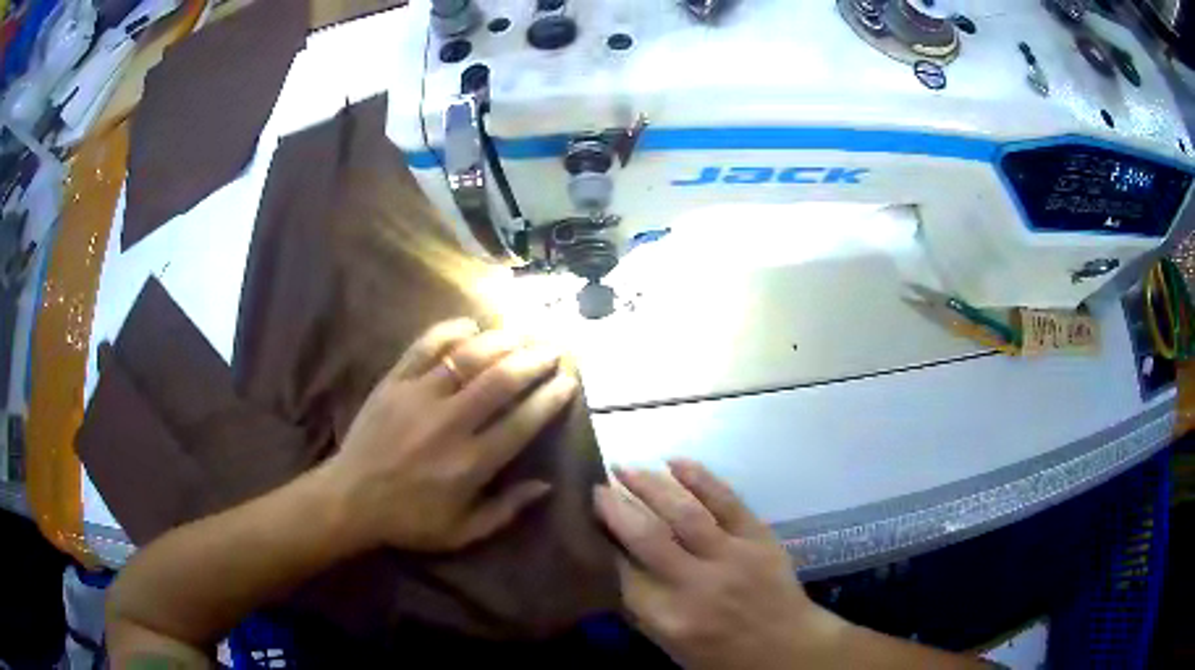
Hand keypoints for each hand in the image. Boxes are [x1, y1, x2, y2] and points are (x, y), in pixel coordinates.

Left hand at [322, 318, 578, 551]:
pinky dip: (450, 331)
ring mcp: (418, 397)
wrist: (351, 499)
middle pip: (500, 380)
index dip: (550, 399)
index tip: (568, 382)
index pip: (522, 423)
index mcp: (470, 463)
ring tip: (522, 333)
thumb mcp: (463, 532)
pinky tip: (471, 325)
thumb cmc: (410, 520)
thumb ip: (506, 510)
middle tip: (552, 350)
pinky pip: (424, 347)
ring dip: (501, 341)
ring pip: (467, 357)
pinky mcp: (393, 382)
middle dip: (533, 360)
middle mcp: (449, 424)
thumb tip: (546, 484)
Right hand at [594, 461, 847, 669]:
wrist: (787, 648)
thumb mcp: (670, 645)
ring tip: (626, 467)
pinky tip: (676, 462)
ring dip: (650, 485)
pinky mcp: (759, 538)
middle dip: (616, 508)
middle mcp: (696, 584)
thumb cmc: (722, 655)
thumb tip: (612, 565)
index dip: (602, 541)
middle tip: (597, 487)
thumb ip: (641, 608)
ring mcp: (732, 557)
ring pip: (684, 512)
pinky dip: (700, 478)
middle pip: (647, 537)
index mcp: (669, 617)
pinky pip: (727, 501)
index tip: (585, 520)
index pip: (622, 572)